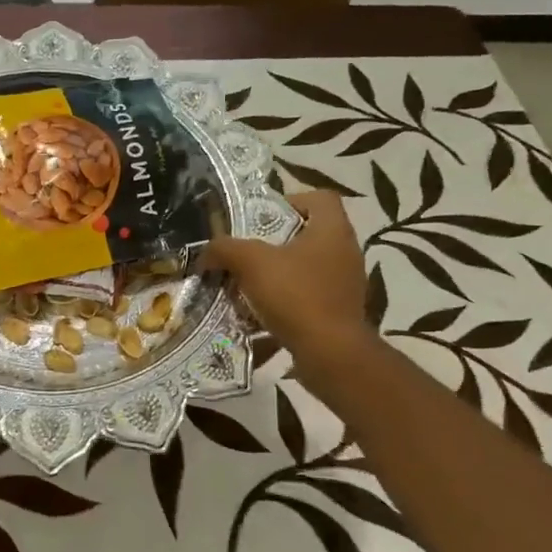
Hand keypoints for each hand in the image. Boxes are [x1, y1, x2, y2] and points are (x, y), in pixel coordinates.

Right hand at [202, 191, 375, 385]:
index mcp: (333, 230)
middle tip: (246, 253)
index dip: (290, 201)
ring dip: (277, 275)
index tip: (262, 219)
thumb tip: (206, 253)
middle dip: (274, 243)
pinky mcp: (340, 312)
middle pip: (308, 234)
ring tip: (247, 286)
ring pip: (306, 268)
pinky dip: (285, 303)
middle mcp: (345, 252)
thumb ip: (225, 249)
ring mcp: (345, 284)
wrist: (330, 353)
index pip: (319, 198)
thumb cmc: (296, 296)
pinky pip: (308, 298)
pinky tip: (259, 316)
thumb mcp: (251, 264)